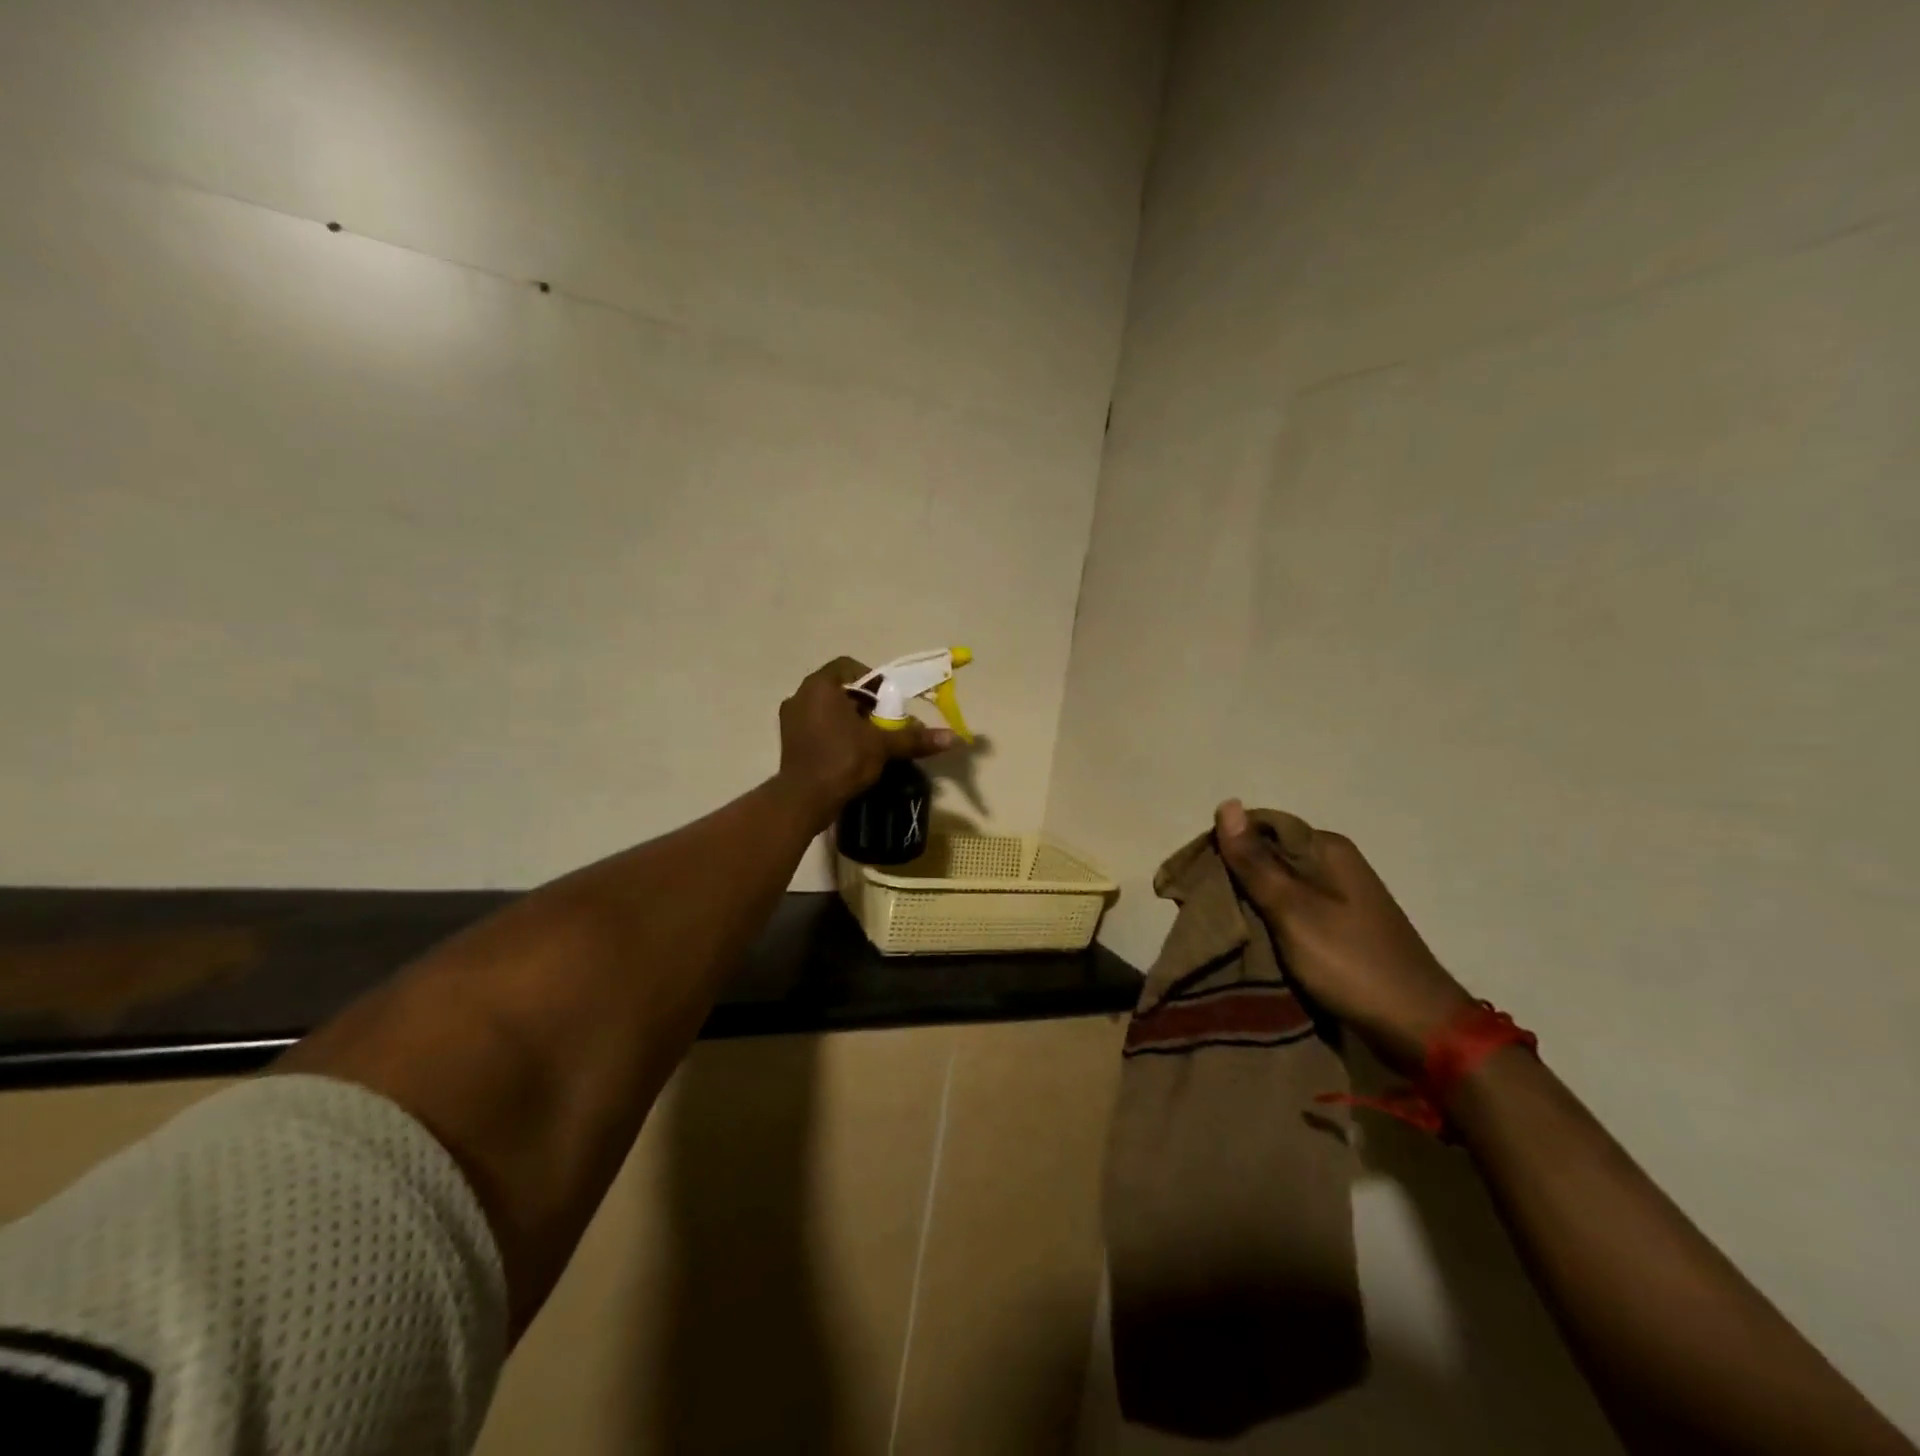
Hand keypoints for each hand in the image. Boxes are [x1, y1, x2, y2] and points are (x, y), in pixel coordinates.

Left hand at [776, 658, 955, 826]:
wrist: (804, 800)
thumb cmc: (842, 760)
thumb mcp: (882, 746)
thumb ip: (914, 737)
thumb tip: (953, 737)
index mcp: (820, 686)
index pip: (849, 666)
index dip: (873, 680)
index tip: (889, 700)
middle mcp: (801, 695)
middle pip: (840, 688)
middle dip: (865, 702)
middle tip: (886, 720)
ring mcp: (791, 718)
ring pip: (828, 708)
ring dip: (851, 718)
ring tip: (872, 738)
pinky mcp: (790, 740)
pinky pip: (817, 725)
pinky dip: (836, 732)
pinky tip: (852, 751)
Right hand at [1214, 799, 1474, 1076]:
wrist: (1419, 1028)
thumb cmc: (1351, 963)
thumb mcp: (1293, 910)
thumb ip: (1255, 862)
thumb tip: (1227, 804)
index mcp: (1327, 848)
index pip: (1259, 827)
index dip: (1224, 846)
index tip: (1195, 877)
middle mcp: (1335, 863)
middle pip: (1268, 855)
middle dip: (1234, 876)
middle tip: (1202, 906)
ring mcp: (1340, 896)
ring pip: (1278, 885)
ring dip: (1249, 901)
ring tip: (1220, 925)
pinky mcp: (1341, 926)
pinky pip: (1293, 910)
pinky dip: (1269, 921)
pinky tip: (1251, 938)